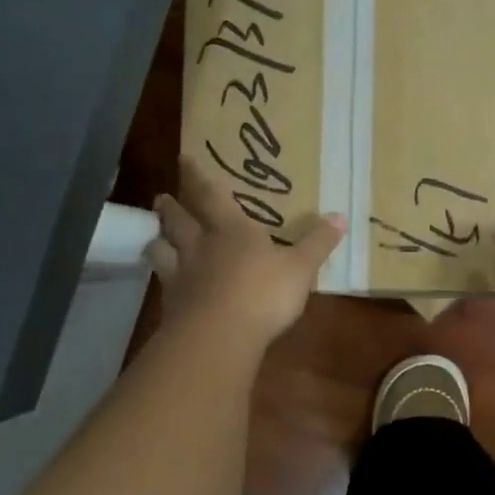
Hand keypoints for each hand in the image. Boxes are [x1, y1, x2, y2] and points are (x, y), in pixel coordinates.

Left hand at [145, 157, 343, 348]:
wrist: (220, 334)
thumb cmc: (264, 292)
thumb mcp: (301, 267)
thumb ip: (318, 243)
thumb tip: (340, 216)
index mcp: (233, 229)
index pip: (212, 195)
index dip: (199, 176)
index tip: (185, 159)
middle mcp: (201, 245)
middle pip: (180, 220)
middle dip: (171, 207)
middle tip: (161, 197)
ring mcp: (182, 274)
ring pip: (162, 249)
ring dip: (158, 240)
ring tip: (154, 237)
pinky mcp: (172, 305)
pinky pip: (162, 284)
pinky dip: (161, 279)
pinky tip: (164, 284)